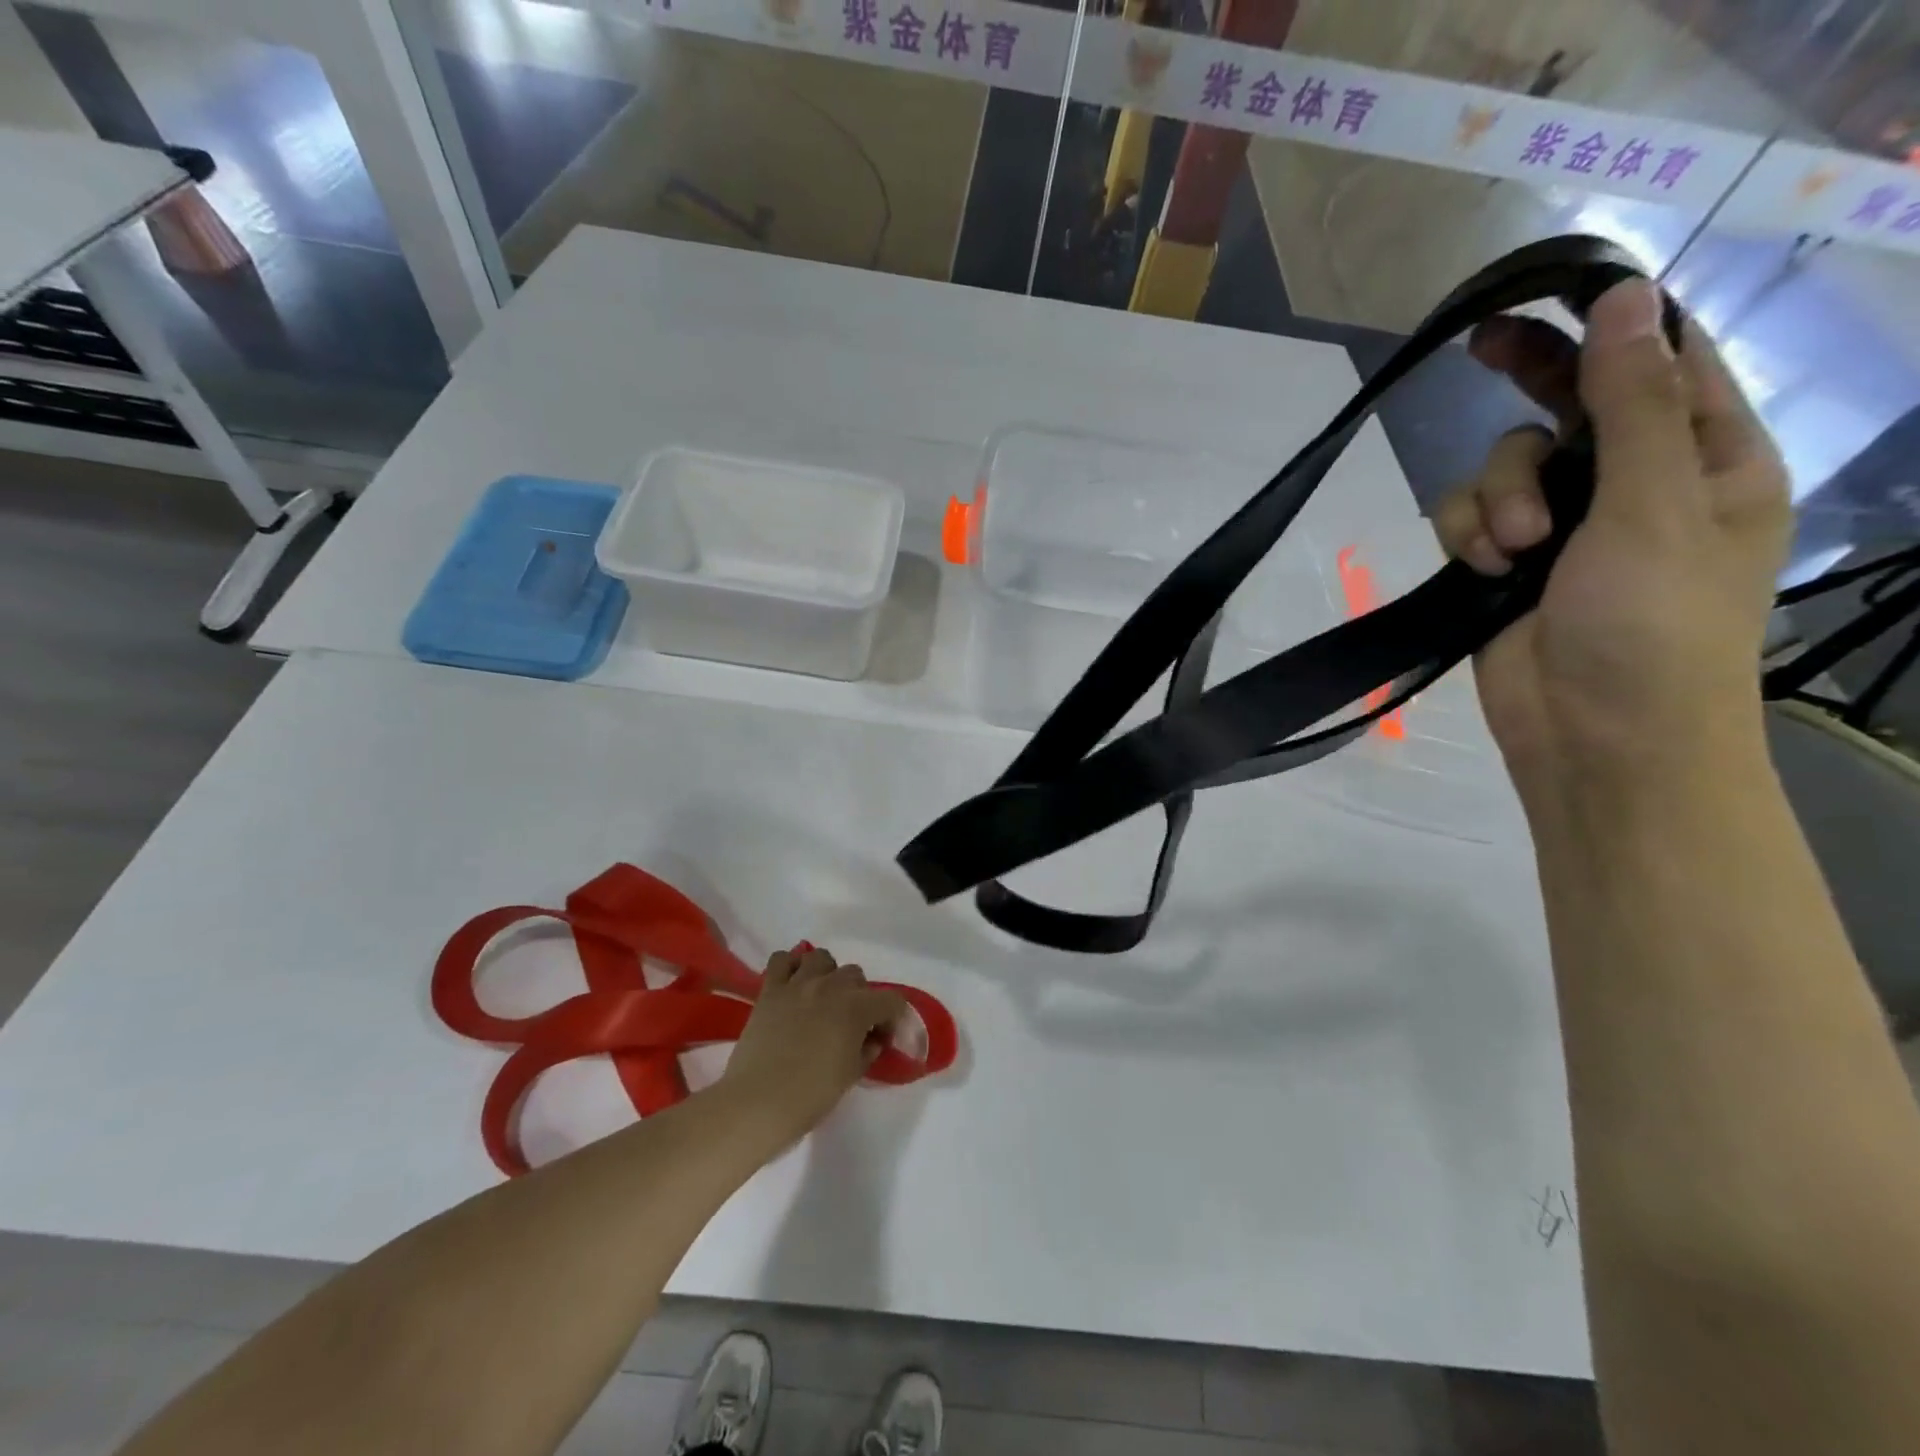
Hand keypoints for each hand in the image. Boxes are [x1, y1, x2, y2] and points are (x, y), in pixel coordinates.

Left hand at [719, 946, 908, 1146]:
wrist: (758, 1103)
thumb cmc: (811, 1095)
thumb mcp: (850, 1076)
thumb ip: (867, 1051)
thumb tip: (872, 1039)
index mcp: (856, 1008)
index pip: (890, 1000)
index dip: (893, 1018)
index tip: (883, 1037)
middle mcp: (830, 986)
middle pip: (855, 975)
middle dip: (860, 996)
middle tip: (851, 1022)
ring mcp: (797, 984)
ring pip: (821, 958)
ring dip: (827, 974)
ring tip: (822, 997)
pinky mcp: (770, 990)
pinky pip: (781, 960)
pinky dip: (790, 966)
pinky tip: (792, 985)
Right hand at [1432, 278, 1790, 801]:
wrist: (1596, 738)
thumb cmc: (1655, 627)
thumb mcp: (1657, 506)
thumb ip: (1634, 404)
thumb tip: (1626, 298)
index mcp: (1706, 460)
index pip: (1664, 363)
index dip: (1613, 323)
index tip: (1552, 293)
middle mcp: (1633, 485)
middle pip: (1570, 404)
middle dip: (1529, 378)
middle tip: (1478, 341)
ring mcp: (1563, 528)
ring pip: (1503, 467)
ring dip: (1496, 498)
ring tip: (1512, 549)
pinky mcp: (1504, 566)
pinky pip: (1468, 519)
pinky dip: (1469, 536)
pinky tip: (1485, 567)